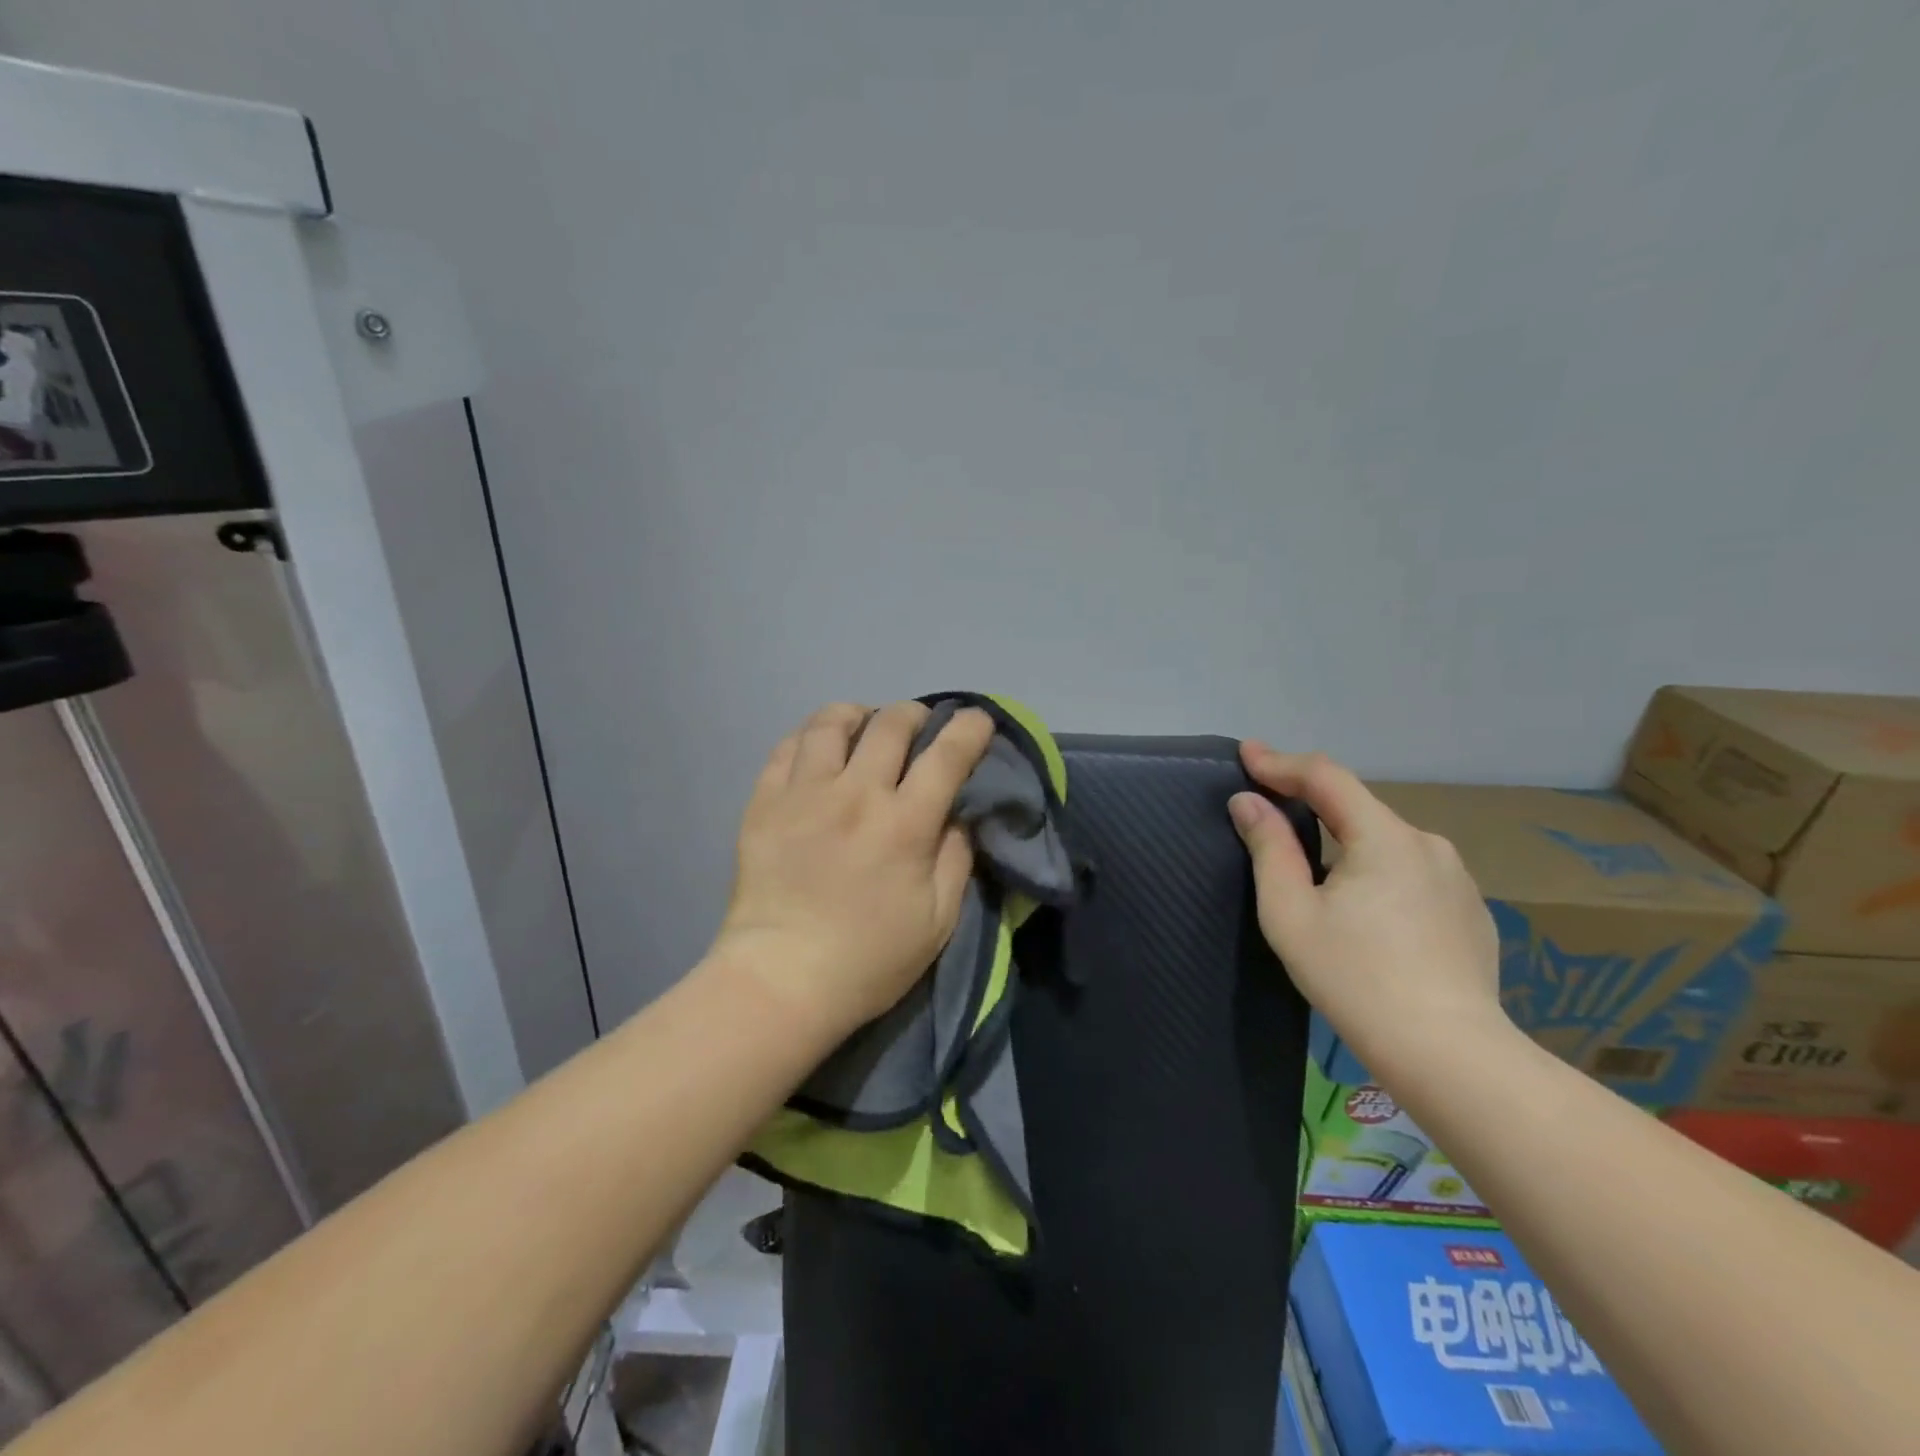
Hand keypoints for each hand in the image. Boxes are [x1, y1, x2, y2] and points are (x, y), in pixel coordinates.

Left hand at [712, 700, 996, 1035]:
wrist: (781, 979)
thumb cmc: (869, 959)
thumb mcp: (937, 920)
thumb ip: (955, 858)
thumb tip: (958, 815)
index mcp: (904, 824)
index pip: (947, 755)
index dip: (969, 728)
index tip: (977, 720)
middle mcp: (856, 794)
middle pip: (891, 725)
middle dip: (915, 714)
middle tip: (920, 724)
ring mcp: (804, 793)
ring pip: (832, 723)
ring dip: (859, 714)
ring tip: (865, 725)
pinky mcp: (764, 803)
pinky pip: (788, 747)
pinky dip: (811, 737)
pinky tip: (819, 750)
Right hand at [1227, 744, 1505, 1076]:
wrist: (1448, 1055)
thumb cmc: (1354, 978)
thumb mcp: (1290, 912)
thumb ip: (1269, 848)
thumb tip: (1248, 802)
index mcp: (1385, 837)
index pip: (1326, 777)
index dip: (1280, 762)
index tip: (1246, 753)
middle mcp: (1428, 844)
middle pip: (1357, 808)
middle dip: (1310, 802)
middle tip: (1270, 809)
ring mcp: (1457, 878)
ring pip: (1386, 842)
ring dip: (1345, 841)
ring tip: (1315, 873)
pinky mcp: (1470, 911)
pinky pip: (1411, 873)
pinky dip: (1377, 872)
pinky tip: (1367, 912)